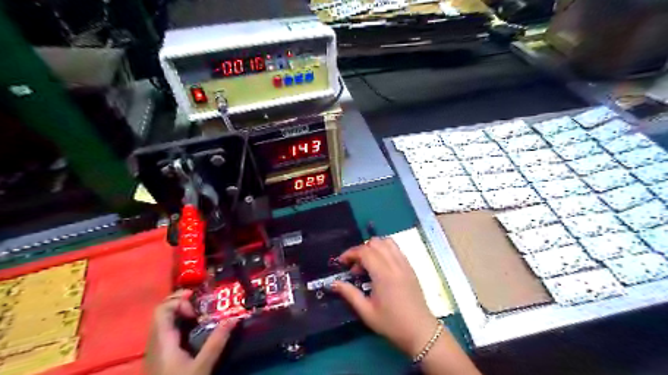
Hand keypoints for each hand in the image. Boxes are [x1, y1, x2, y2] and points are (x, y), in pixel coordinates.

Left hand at [147, 291, 237, 373]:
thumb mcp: (202, 366)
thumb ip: (216, 342)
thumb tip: (234, 318)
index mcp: (162, 340)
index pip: (162, 309)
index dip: (179, 301)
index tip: (197, 307)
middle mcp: (156, 341)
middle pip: (162, 311)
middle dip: (181, 301)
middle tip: (201, 300)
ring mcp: (157, 348)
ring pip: (164, 320)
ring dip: (181, 310)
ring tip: (200, 311)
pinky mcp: (161, 355)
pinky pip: (167, 329)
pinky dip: (180, 321)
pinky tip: (194, 326)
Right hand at [333, 237, 438, 356]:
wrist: (420, 331)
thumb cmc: (392, 323)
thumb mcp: (366, 312)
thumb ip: (349, 294)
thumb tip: (333, 283)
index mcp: (383, 274)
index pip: (364, 251)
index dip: (350, 253)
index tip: (341, 262)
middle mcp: (395, 264)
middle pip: (375, 243)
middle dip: (361, 250)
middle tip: (355, 267)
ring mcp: (405, 264)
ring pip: (387, 242)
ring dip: (374, 247)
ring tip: (368, 264)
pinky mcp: (410, 267)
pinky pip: (396, 249)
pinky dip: (385, 250)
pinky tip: (381, 266)